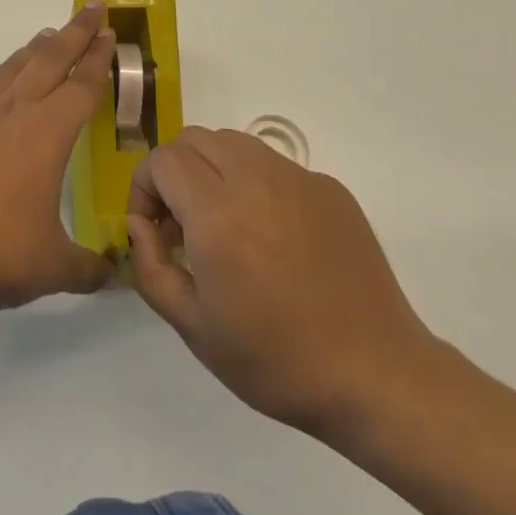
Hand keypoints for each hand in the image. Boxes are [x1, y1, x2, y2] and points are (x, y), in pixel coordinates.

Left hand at [0, 2, 116, 316]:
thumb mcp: (54, 267)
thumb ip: (89, 267)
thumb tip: (112, 274)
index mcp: (48, 132)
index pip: (83, 84)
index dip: (99, 57)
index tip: (110, 34)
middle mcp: (14, 110)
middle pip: (51, 58)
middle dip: (76, 31)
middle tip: (92, 9)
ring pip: (12, 66)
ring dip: (35, 48)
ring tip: (48, 36)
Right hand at [127, 128, 439, 450]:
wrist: (376, 375)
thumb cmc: (276, 359)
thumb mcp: (193, 327)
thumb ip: (150, 265)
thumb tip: (140, 223)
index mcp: (217, 212)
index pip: (162, 160)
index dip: (144, 187)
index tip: (152, 228)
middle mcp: (255, 178)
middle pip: (195, 139)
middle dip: (175, 171)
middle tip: (182, 223)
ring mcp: (298, 178)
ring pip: (235, 142)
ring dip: (213, 169)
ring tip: (224, 223)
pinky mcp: (330, 188)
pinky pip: (275, 164)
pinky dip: (255, 183)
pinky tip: (273, 236)